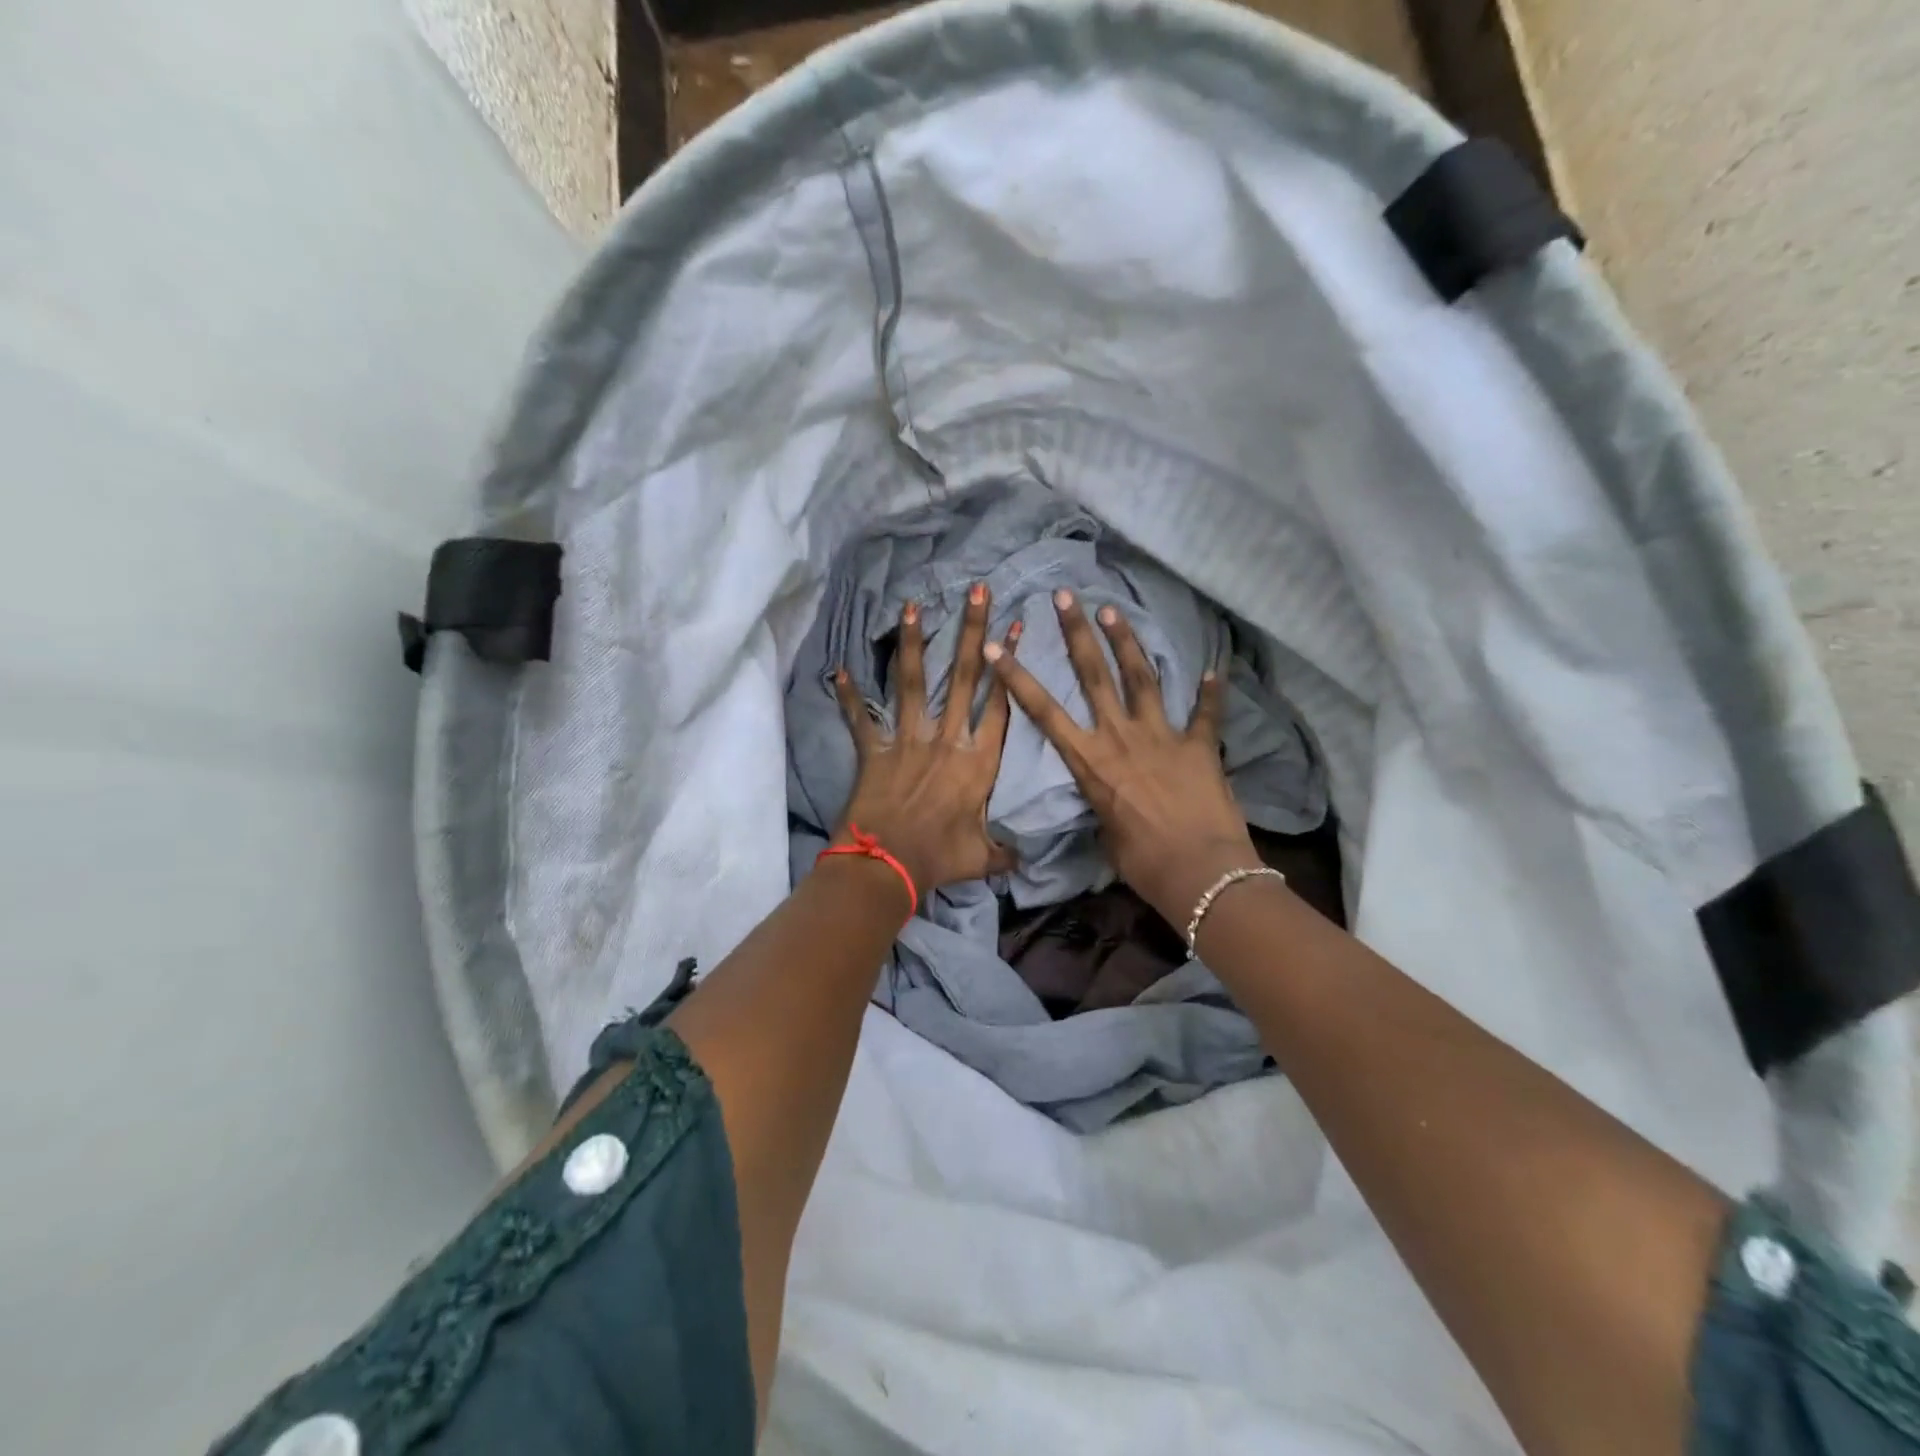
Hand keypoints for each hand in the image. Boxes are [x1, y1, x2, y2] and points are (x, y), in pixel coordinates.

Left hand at [832, 583, 1019, 901]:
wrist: (888, 865)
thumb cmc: (939, 858)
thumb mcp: (980, 857)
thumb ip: (1002, 853)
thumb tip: (1021, 862)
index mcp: (978, 762)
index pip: (999, 704)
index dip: (1009, 664)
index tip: (1015, 627)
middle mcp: (947, 740)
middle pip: (964, 678)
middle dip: (973, 632)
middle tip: (978, 592)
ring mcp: (909, 741)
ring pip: (914, 684)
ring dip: (915, 644)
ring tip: (914, 606)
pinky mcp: (875, 751)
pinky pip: (861, 720)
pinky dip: (849, 697)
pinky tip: (839, 669)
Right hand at [984, 589, 1261, 926]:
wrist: (1200, 873)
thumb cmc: (1143, 864)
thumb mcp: (1107, 835)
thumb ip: (1104, 806)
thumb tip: (1109, 802)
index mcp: (1091, 761)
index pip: (1044, 712)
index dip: (1017, 679)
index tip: (996, 648)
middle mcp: (1121, 738)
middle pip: (1094, 676)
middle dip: (1077, 633)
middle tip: (1066, 597)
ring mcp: (1161, 736)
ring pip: (1140, 678)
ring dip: (1126, 642)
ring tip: (1113, 610)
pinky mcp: (1199, 746)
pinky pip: (1206, 715)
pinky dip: (1210, 694)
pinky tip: (1216, 671)